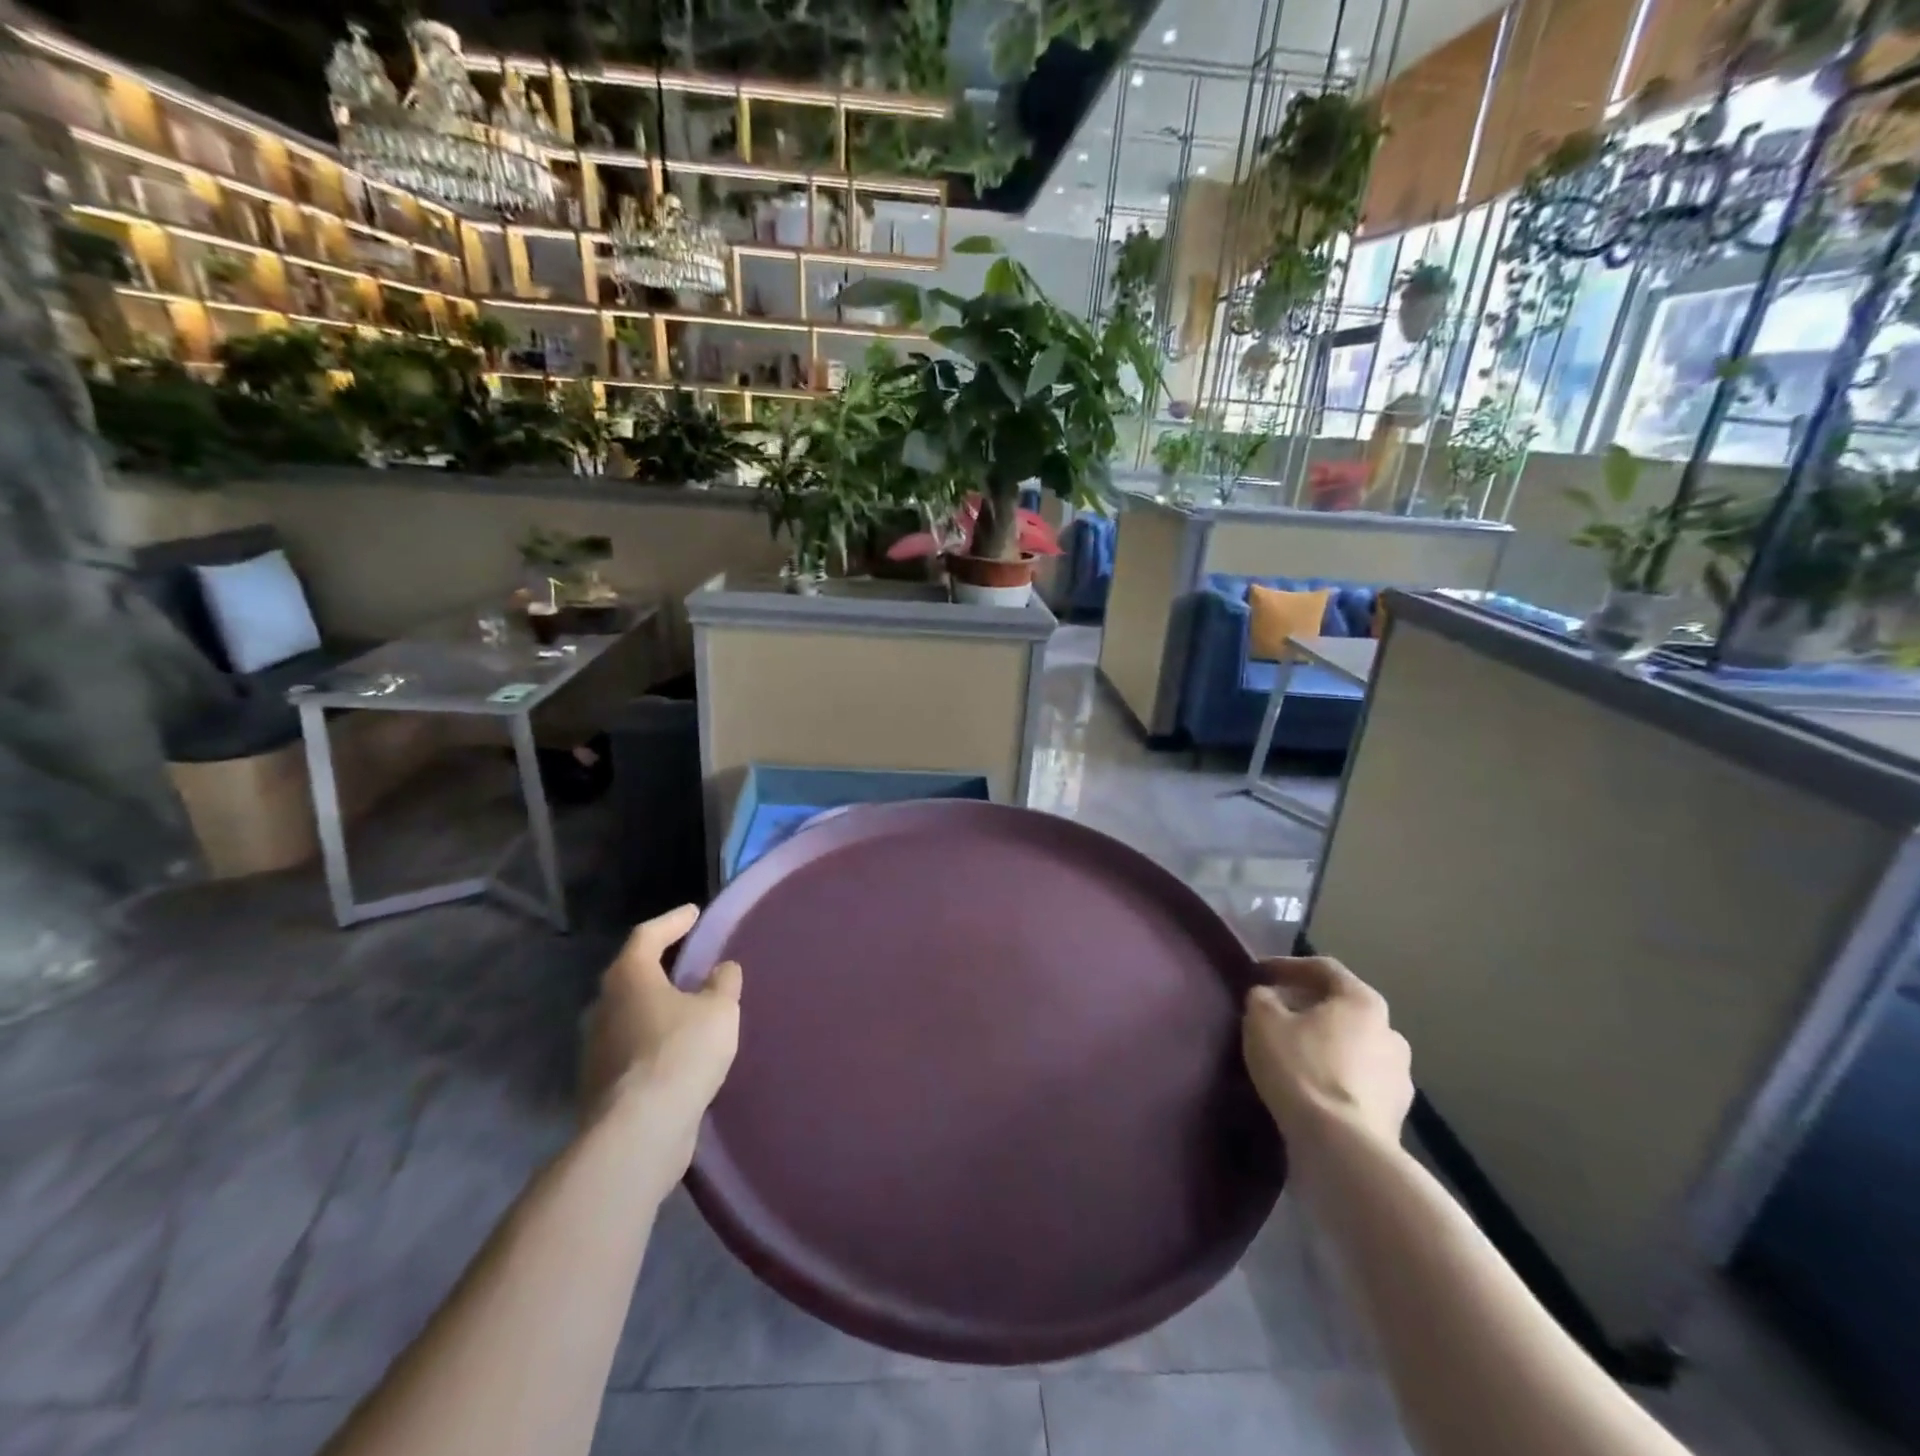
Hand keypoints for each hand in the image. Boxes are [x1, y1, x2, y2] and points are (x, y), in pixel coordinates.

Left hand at [582, 906, 741, 1158]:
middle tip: (689, 960)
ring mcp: (597, 1048)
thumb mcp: (719, 1010)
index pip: (648, 935)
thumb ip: (723, 983)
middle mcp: (604, 1006)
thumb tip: (721, 970)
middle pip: (633, 974)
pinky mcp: (601, 1083)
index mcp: (629, 977)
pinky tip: (678, 1049)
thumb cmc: (680, 1053)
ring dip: (657, 1006)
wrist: (638, 1133)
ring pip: (631, 1013)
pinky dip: (655, 1039)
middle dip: (661, 965)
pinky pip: (632, 1047)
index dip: (673, 921)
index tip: (694, 913)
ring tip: (689, 1007)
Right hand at [1243, 956, 1411, 1151]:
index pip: (1324, 969)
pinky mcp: (1396, 1115)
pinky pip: (1358, 1083)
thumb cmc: (1301, 1069)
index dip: (1288, 966)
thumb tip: (1268, 997)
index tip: (1260, 973)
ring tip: (1291, 1055)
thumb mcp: (1262, 1021)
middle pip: (1342, 1008)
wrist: (1342, 1149)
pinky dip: (1334, 1078)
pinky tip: (1310, 1089)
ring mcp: (1399, 1077)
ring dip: (1324, 1045)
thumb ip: (1262, 998)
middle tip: (1275, 1014)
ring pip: (1352, 1047)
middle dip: (1307, 1007)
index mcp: (1363, 1001)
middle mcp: (1391, 1032)